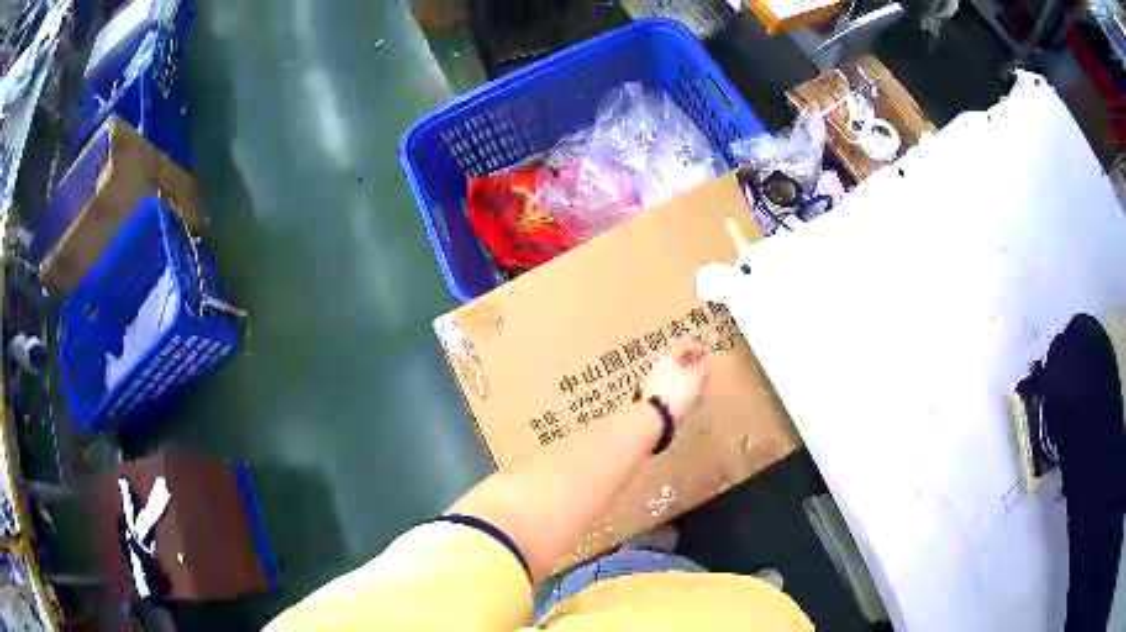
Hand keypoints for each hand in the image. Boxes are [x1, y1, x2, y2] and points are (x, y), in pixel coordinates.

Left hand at [641, 346, 710, 419]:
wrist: (657, 414)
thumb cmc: (678, 391)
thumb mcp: (696, 378)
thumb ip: (703, 368)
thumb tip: (707, 362)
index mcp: (668, 356)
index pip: (684, 347)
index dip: (698, 349)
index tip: (708, 353)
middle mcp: (659, 365)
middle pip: (677, 360)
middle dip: (691, 363)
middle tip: (704, 366)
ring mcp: (655, 379)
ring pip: (674, 373)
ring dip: (686, 375)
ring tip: (699, 381)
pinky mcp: (654, 393)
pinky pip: (670, 385)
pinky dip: (681, 386)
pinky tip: (689, 393)